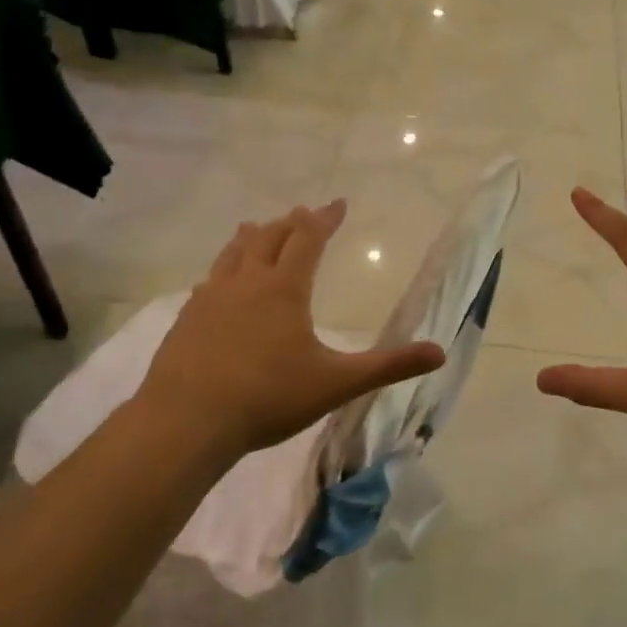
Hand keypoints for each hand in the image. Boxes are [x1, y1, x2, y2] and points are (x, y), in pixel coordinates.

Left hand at [128, 200, 445, 462]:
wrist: (186, 422)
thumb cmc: (268, 397)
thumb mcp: (337, 383)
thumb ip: (388, 366)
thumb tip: (440, 353)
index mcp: (284, 289)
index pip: (308, 239)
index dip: (325, 219)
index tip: (338, 203)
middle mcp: (247, 283)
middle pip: (269, 238)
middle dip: (290, 223)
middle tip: (303, 213)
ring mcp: (211, 299)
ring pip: (233, 253)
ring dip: (252, 237)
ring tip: (256, 226)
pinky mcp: (186, 320)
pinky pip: (209, 281)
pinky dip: (223, 269)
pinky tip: (217, 283)